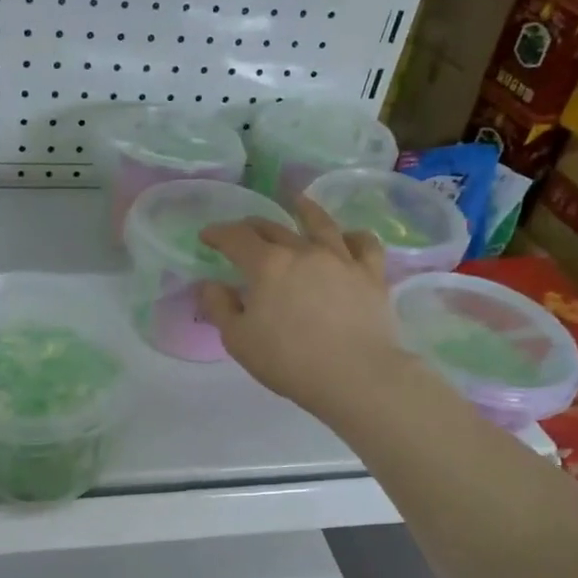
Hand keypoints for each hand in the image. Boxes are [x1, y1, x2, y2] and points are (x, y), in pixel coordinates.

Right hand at [198, 198, 409, 424]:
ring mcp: (341, 259)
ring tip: (297, 201)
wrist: (355, 376)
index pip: (236, 238)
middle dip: (252, 226)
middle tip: (242, 230)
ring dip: (305, 210)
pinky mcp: (371, 274)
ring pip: (321, 224)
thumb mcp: (238, 340)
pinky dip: (353, 236)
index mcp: (267, 265)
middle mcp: (303, 251)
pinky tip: (348, 237)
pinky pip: (364, 244)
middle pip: (273, 228)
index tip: (206, 235)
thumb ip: (219, 307)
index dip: (218, 233)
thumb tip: (210, 284)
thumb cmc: (288, 361)